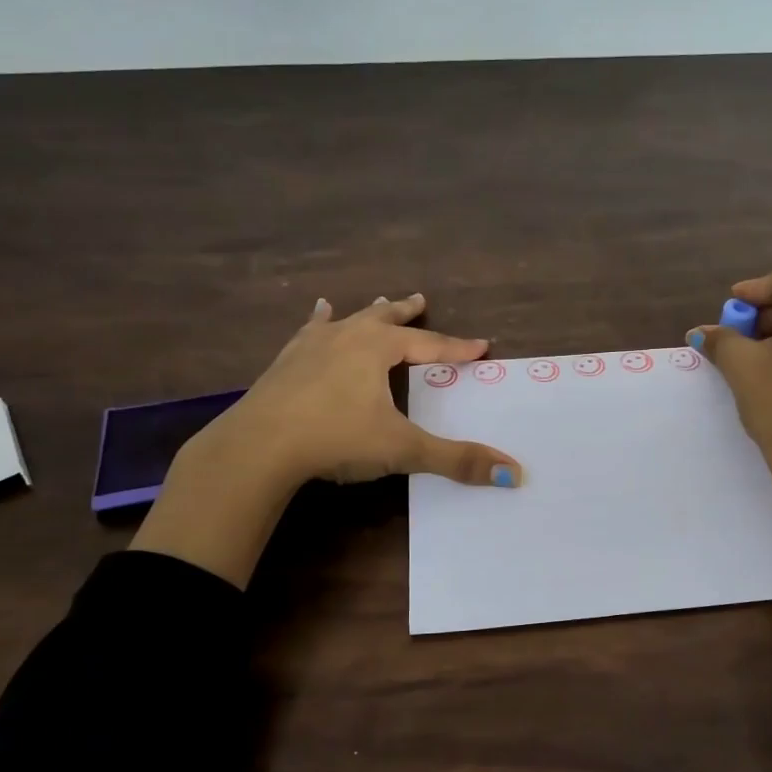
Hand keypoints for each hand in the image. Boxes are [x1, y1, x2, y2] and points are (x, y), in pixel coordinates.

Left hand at [131, 293, 520, 585]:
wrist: (258, 445)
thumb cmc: (336, 439)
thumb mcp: (402, 450)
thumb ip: (456, 460)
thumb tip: (514, 473)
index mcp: (377, 349)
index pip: (429, 345)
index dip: (457, 348)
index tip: (482, 347)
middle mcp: (346, 337)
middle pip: (385, 319)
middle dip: (406, 313)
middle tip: (420, 298)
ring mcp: (310, 347)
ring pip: (346, 320)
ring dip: (366, 313)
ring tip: (376, 302)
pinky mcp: (284, 363)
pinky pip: (308, 333)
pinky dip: (317, 323)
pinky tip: (314, 315)